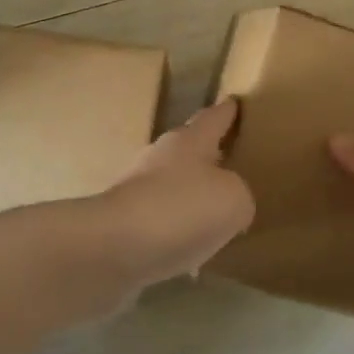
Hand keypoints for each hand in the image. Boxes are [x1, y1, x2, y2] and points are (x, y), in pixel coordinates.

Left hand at [101, 99, 253, 288]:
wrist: (113, 247)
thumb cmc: (181, 209)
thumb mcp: (234, 201)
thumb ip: (240, 195)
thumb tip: (229, 202)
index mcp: (190, 141)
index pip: (214, 118)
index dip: (227, 112)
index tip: (234, 101)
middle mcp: (161, 157)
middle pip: (189, 149)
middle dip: (208, 155)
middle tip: (230, 162)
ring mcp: (137, 189)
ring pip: (172, 186)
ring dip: (190, 196)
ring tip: (213, 214)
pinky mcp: (123, 222)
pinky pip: (159, 220)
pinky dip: (175, 230)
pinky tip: (188, 251)